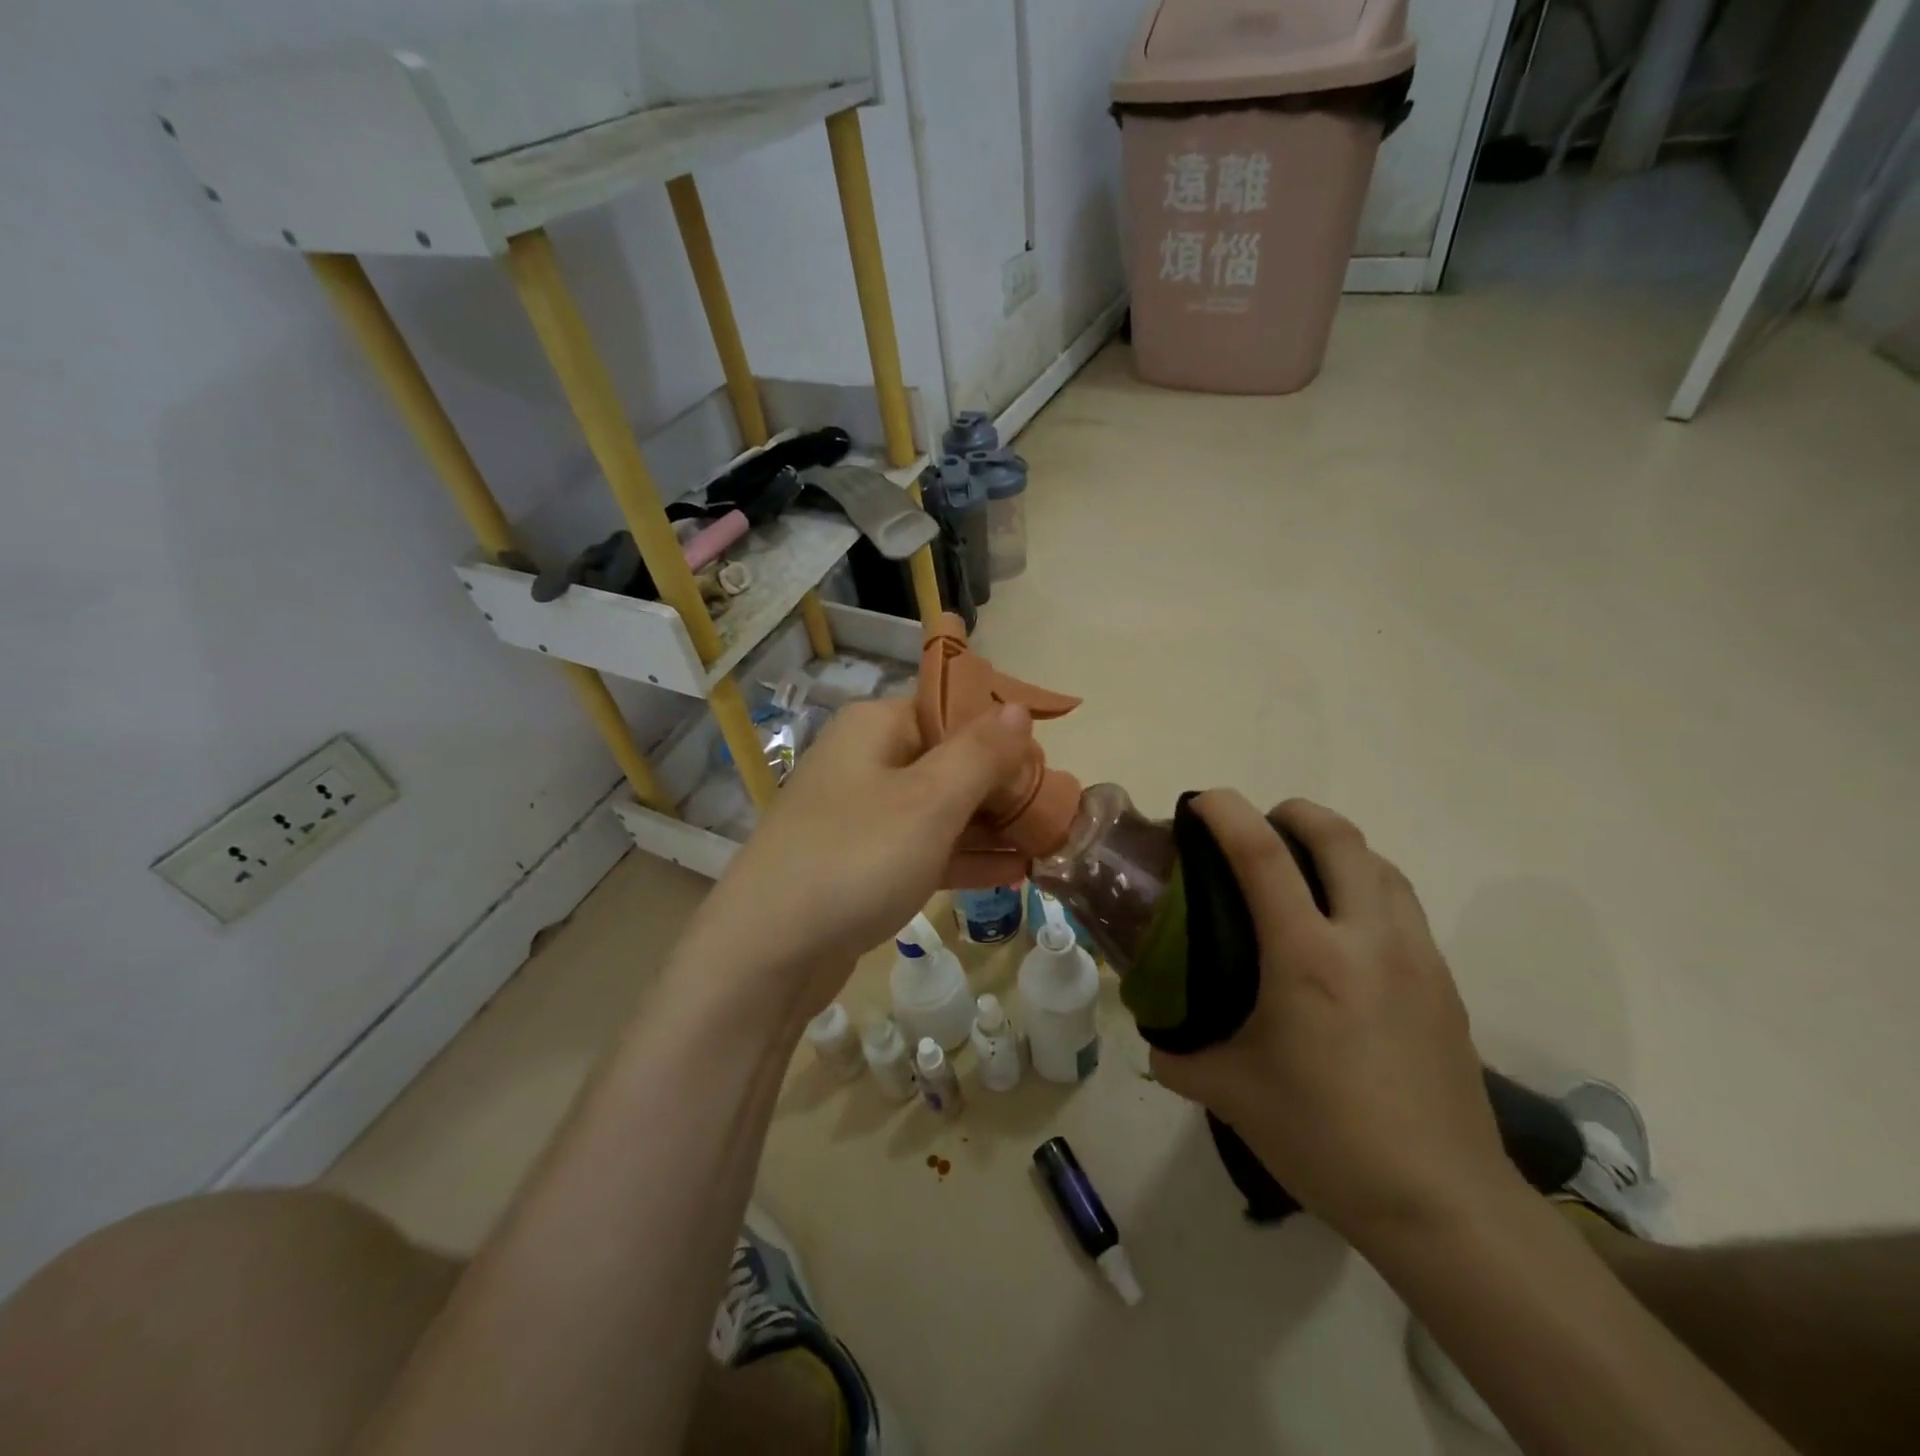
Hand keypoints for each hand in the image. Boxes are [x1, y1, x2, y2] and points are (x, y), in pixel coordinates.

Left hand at [671, 696, 1033, 1016]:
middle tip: (1056, 813)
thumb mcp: (929, 801)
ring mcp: (861, 816)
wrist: (767, 954)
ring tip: (1048, 843)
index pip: (952, 710)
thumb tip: (1018, 708)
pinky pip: (923, 849)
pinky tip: (1013, 872)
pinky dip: (964, 857)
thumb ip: (980, 753)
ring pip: (940, 809)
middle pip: (949, 760)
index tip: (1045, 768)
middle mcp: (866, 761)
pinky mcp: (861, 864)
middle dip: (1004, 786)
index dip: (1002, 735)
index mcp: (876, 727)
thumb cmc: (856, 859)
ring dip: (991, 825)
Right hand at [1149, 793, 1517, 1246]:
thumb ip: (1179, 1057)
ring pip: (1379, 862)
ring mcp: (1415, 956)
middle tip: (1259, 828)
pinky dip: (1367, 885)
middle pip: (1337, 835)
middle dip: (1293, 812)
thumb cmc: (1326, 1137)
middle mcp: (1366, 938)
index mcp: (1307, 956)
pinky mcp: (1444, 982)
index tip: (1201, 800)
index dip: (1227, 812)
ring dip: (1337, 846)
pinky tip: (1346, 929)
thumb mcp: (1232, 1095)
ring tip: (1304, 871)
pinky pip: (1402, 903)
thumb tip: (1156, 1040)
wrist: (1443, 1203)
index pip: (1262, 854)